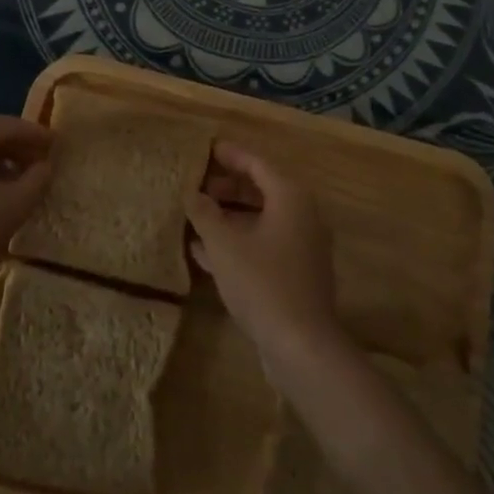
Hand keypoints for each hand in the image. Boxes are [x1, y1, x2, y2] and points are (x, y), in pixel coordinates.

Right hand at [186, 142, 347, 378]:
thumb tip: (192, 193)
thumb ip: (204, 213)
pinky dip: (238, 241)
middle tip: (194, 183)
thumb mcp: (224, 244)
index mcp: (290, 196)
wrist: (301, 345)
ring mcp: (302, 246)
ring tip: (194, 214)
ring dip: (228, 216)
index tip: (205, 148)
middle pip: (260, 188)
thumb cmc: (262, 282)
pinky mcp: (296, 273)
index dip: (229, 154)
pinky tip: (205, 251)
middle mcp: (302, 214)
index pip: (257, 162)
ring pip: (260, 218)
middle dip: (226, 186)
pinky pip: (263, 243)